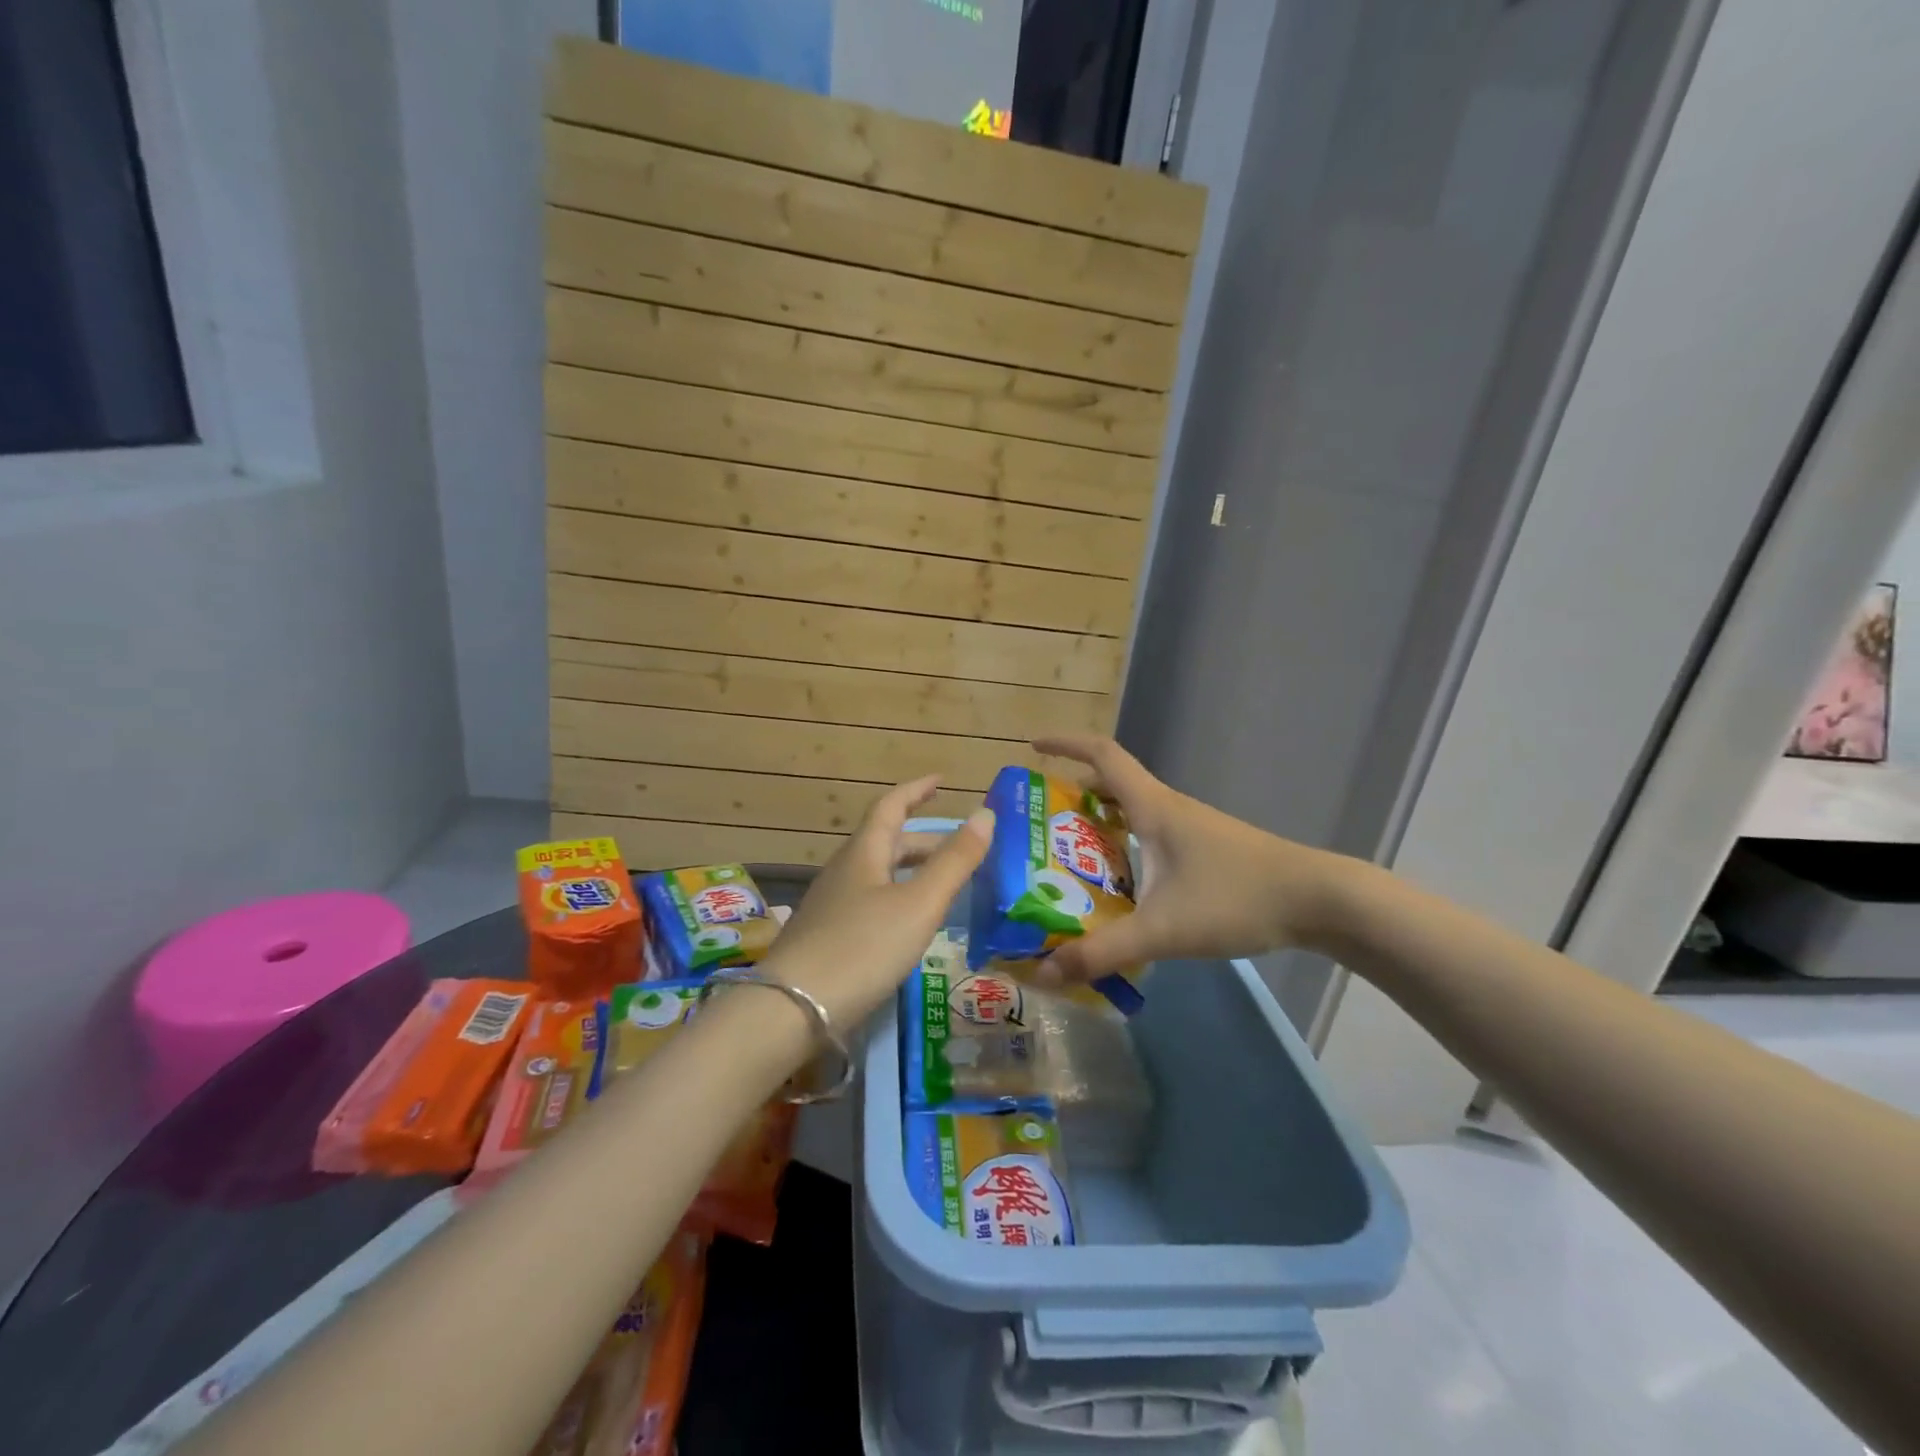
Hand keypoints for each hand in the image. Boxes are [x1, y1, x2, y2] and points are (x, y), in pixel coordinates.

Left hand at [758, 776, 993, 1029]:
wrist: (792, 1009)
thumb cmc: (862, 947)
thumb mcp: (919, 904)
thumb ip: (954, 862)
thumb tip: (985, 814)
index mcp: (864, 853)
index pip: (890, 806)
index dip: (916, 790)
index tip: (940, 780)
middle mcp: (844, 871)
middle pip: (886, 842)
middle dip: (925, 840)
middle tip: (961, 848)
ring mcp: (831, 905)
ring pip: (878, 873)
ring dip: (911, 870)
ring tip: (942, 885)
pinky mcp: (826, 936)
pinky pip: (870, 901)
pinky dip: (897, 898)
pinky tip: (908, 924)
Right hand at [1030, 736, 1347, 984]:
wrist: (1320, 901)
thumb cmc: (1237, 898)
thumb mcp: (1163, 929)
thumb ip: (1103, 952)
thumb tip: (1045, 972)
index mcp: (1153, 808)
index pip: (1103, 755)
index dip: (1065, 745)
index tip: (1033, 747)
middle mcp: (1169, 809)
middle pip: (1111, 785)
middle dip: (1072, 796)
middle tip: (1039, 827)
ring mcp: (1190, 830)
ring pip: (1132, 814)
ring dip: (1098, 825)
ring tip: (1068, 861)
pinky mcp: (1205, 852)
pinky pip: (1151, 837)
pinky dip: (1125, 847)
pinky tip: (1120, 888)